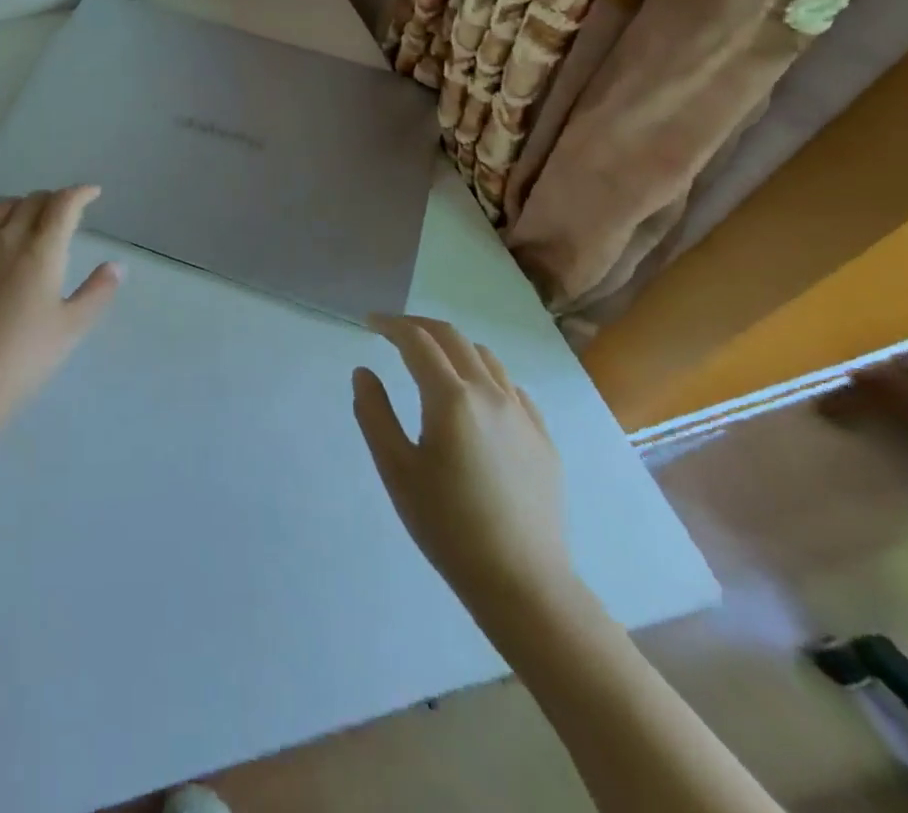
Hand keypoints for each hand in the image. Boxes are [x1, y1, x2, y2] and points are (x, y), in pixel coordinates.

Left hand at [0, 186, 122, 429]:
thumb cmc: (23, 357)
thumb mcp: (71, 327)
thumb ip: (97, 291)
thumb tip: (117, 265)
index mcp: (41, 250)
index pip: (63, 205)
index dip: (80, 193)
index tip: (92, 193)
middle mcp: (5, 237)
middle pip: (31, 201)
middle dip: (52, 200)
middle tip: (63, 212)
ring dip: (19, 208)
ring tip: (27, 222)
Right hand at [353, 315, 571, 609]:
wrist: (523, 583)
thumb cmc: (447, 525)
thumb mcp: (395, 469)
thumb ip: (374, 412)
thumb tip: (364, 371)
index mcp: (451, 398)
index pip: (417, 341)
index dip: (391, 325)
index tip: (370, 323)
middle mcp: (490, 394)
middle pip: (452, 338)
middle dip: (419, 326)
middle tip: (393, 332)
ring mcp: (523, 415)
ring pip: (485, 358)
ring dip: (453, 347)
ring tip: (431, 360)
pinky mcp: (542, 438)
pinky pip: (511, 387)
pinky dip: (484, 375)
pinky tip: (474, 397)